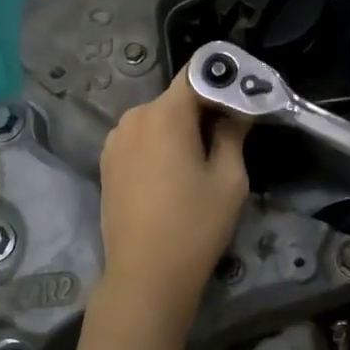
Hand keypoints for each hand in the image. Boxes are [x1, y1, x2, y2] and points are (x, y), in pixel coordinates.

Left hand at [95, 72, 249, 325]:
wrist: (145, 276)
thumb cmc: (195, 226)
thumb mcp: (229, 180)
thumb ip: (233, 134)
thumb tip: (237, 110)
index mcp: (165, 115)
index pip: (196, 74)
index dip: (222, 80)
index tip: (243, 96)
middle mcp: (134, 118)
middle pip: (176, 98)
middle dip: (203, 108)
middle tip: (230, 133)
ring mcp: (114, 140)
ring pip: (157, 119)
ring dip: (179, 128)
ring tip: (200, 160)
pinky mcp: (106, 162)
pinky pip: (140, 139)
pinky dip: (159, 145)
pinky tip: (172, 175)